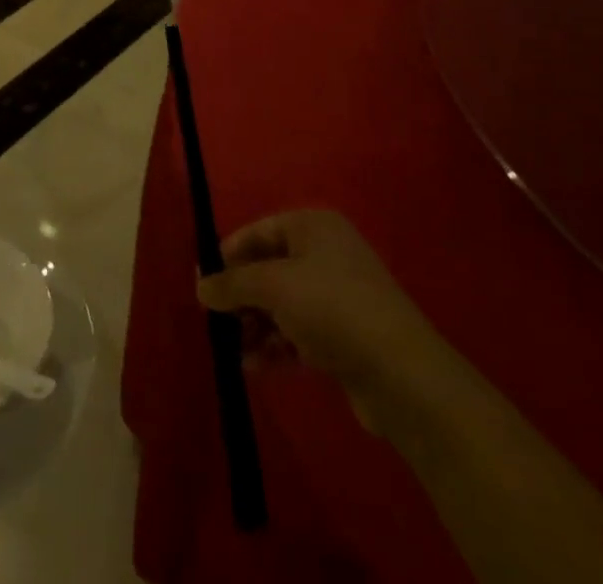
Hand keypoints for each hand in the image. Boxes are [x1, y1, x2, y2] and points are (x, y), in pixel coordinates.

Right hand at [196, 210, 461, 435]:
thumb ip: (232, 284)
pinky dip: (275, 345)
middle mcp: (325, 253)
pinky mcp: (345, 336)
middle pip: (268, 269)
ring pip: (282, 304)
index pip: (257, 232)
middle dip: (241, 296)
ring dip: (255, 325)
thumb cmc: (332, 308)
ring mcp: (337, 296)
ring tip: (232, 351)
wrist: (403, 375)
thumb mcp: (272, 286)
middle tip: (215, 321)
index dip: (227, 256)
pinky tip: (254, 367)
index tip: (202, 283)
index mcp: (312, 226)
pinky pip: (298, 332)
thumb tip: (200, 287)